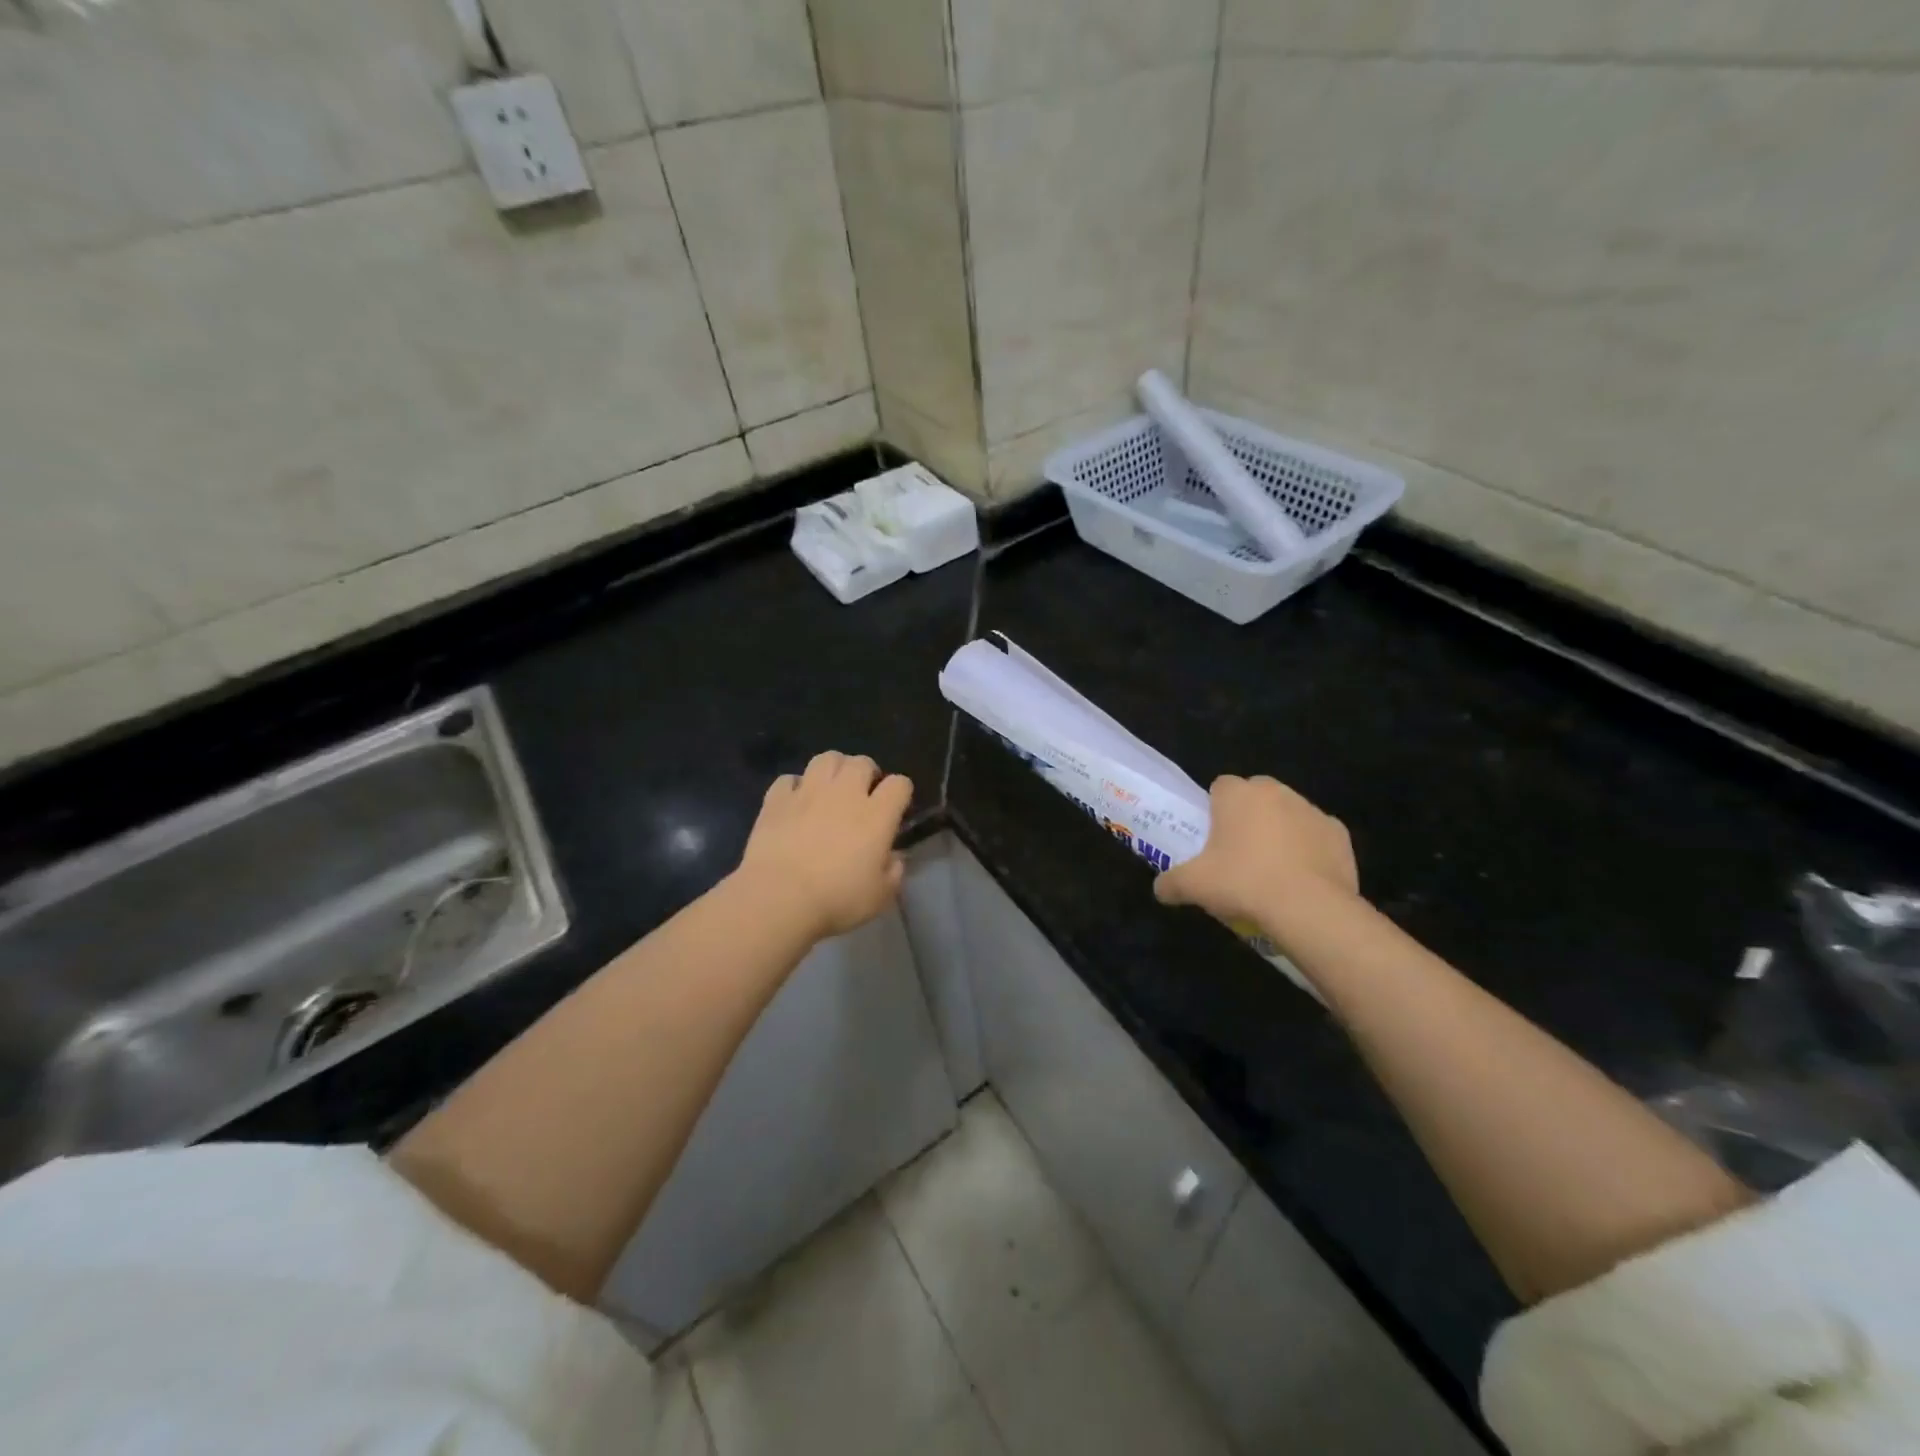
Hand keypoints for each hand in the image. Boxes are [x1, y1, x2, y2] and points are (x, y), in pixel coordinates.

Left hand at [735, 752, 913, 940]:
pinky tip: (795, 803)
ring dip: (834, 769)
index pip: (899, 784)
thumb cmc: (836, 899)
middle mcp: (845, 793)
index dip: (900, 792)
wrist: (778, 897)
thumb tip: (894, 858)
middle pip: (862, 762)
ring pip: (826, 759)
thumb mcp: (879, 896)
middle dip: (867, 773)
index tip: (896, 808)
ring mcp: (808, 792)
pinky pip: (788, 779)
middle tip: (862, 794)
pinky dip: (794, 787)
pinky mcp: (776, 800)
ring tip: (831, 789)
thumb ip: (893, 872)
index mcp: (876, 815)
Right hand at [1154, 775, 1359, 938]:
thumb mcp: (1193, 886)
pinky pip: (1316, 836)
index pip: (1220, 786)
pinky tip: (1301, 879)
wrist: (1309, 909)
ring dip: (1279, 832)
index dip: (1214, 809)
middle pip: (1256, 795)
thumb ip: (1170, 883)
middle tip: (1237, 853)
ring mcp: (1312, 810)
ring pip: (1288, 814)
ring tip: (1271, 871)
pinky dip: (1309, 851)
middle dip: (1248, 816)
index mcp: (1238, 794)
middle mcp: (1276, 792)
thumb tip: (1159, 890)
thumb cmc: (1243, 883)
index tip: (1211, 837)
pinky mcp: (1339, 834)